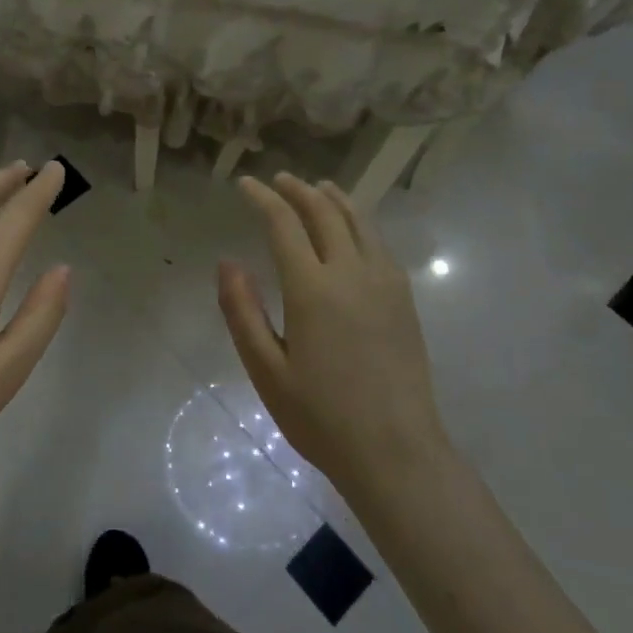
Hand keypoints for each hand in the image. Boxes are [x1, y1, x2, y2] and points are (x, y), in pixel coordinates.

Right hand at [217, 174, 446, 499]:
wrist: (396, 452)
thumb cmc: (321, 416)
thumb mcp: (265, 369)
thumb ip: (242, 311)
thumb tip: (227, 262)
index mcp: (312, 289)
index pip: (284, 224)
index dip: (263, 198)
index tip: (245, 184)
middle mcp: (351, 273)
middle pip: (325, 213)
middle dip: (298, 190)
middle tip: (279, 180)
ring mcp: (385, 283)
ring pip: (360, 222)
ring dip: (335, 198)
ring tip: (318, 188)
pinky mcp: (404, 299)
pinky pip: (380, 243)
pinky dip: (361, 222)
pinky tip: (354, 229)